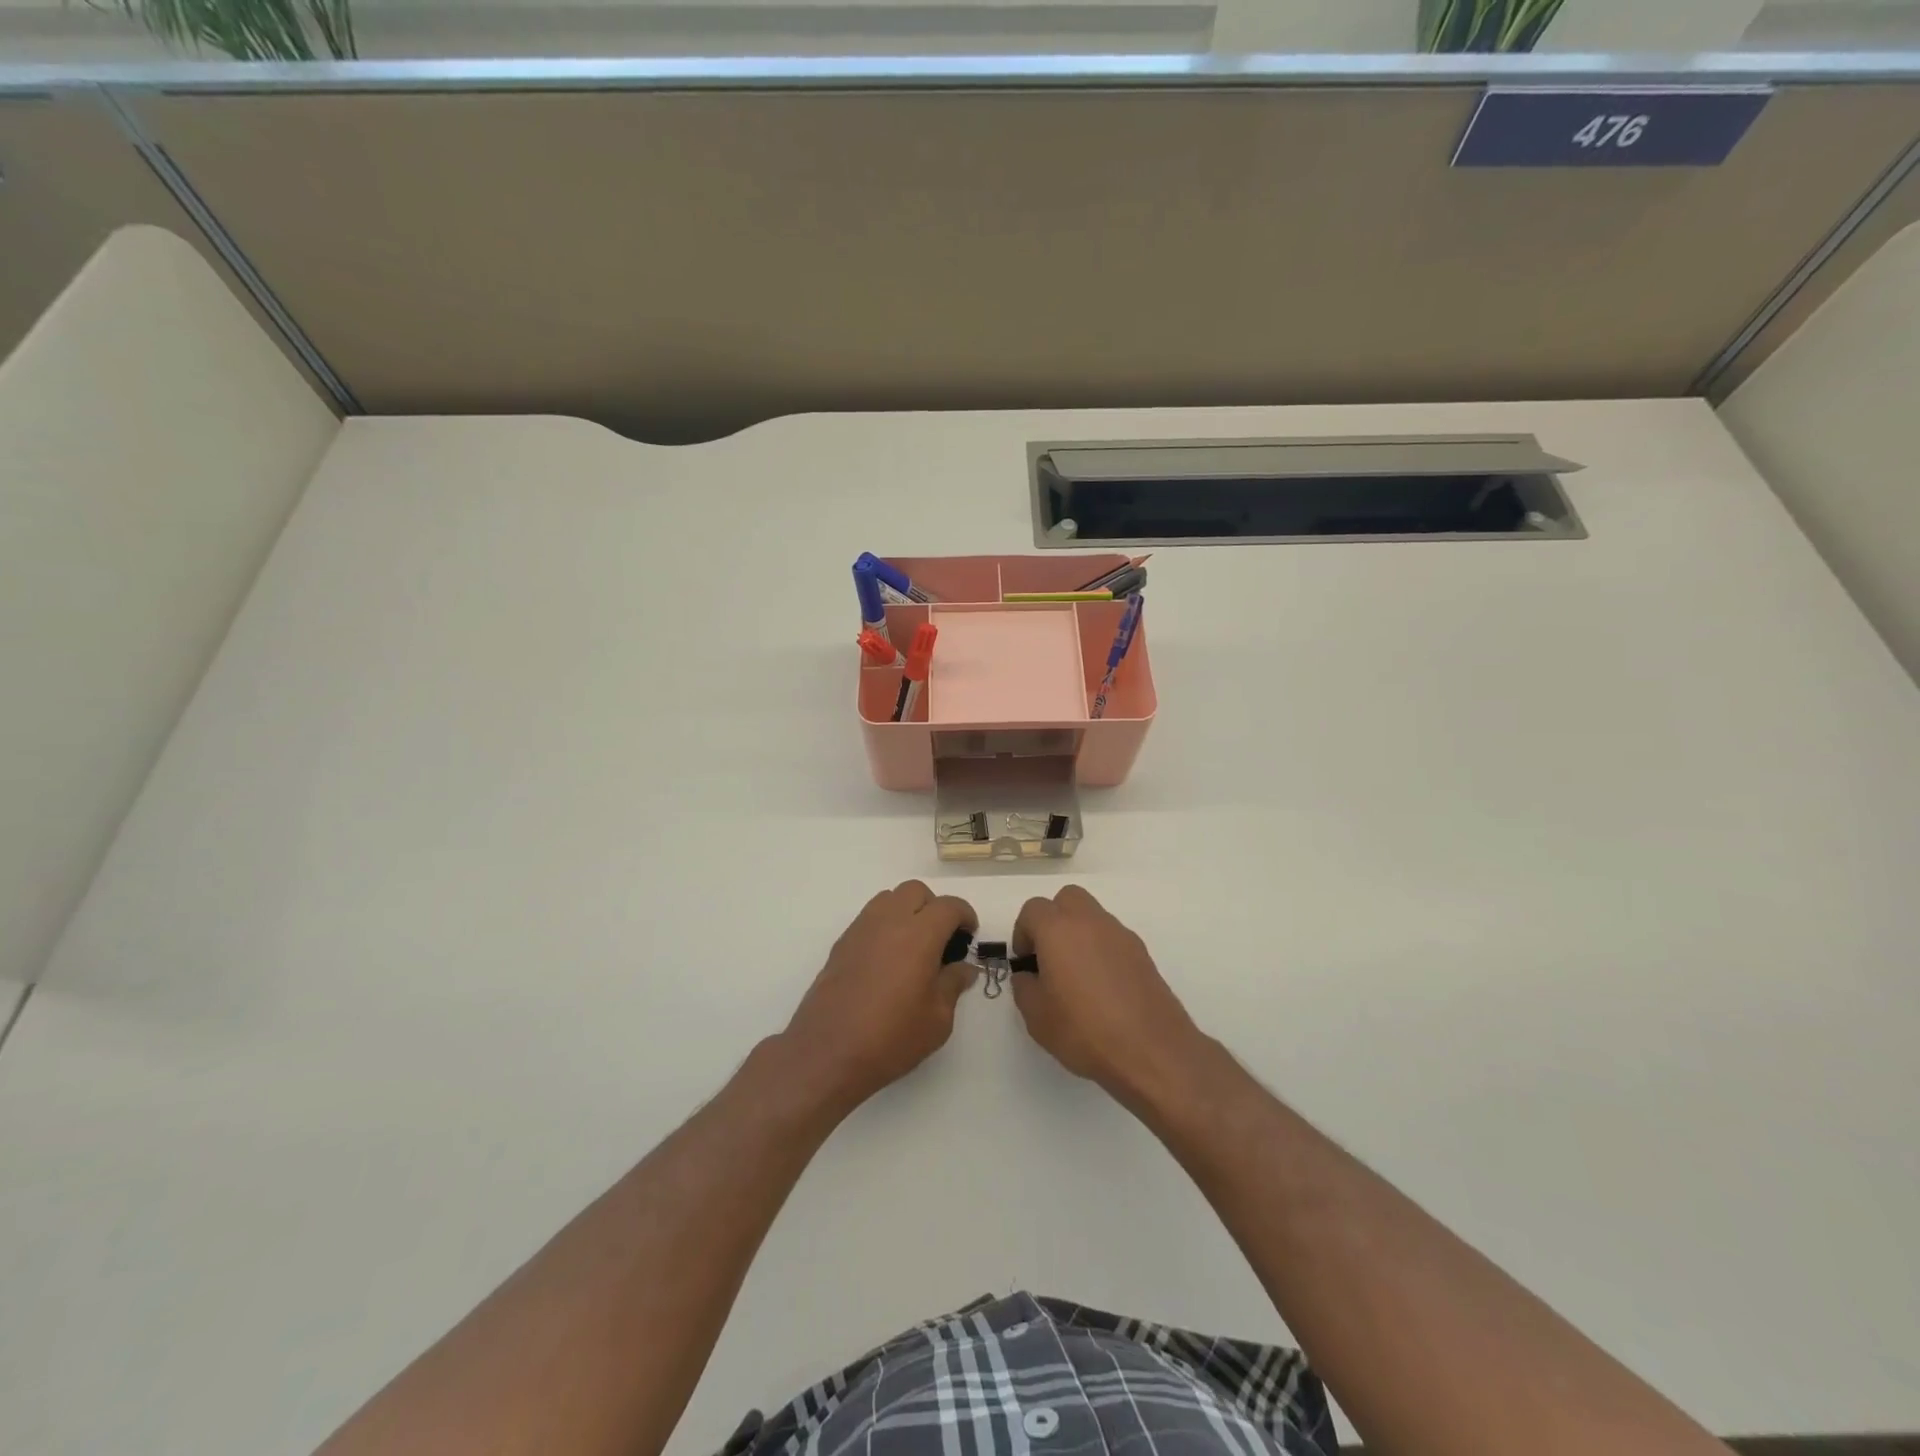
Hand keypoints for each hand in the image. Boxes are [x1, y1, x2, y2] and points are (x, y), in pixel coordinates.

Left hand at [780, 881, 977, 1115]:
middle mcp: (889, 921)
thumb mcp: (938, 1019)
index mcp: (919, 934)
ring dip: (906, 911)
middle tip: (942, 938)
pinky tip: (888, 959)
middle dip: (934, 907)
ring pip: (889, 899)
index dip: (965, 915)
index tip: (969, 935)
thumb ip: (953, 984)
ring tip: (913, 946)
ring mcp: (861, 930)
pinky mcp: (841, 944)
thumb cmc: (891, 1037)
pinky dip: (885, 925)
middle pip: (915, 891)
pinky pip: (869, 918)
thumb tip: (964, 968)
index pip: (948, 906)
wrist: (828, 1052)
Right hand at [1010, 886, 1210, 1111]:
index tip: (1026, 962)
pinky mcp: (1143, 953)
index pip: (1033, 909)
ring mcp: (1121, 935)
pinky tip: (1103, 987)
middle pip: (1067, 899)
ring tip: (1077, 976)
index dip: (1023, 932)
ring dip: (1079, 933)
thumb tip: (1029, 975)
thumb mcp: (1037, 1017)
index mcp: (1059, 930)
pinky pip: (1113, 938)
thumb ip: (1024, 987)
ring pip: (1093, 916)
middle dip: (1053, 919)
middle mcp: (1091, 922)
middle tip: (1049, 956)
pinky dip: (1102, 950)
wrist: (1151, 1050)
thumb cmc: (1084, 1030)